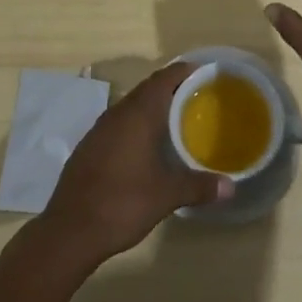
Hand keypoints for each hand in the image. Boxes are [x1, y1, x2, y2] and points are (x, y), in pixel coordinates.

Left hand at [40, 62, 231, 267]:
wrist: (70, 230)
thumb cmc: (122, 203)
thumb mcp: (166, 196)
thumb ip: (199, 186)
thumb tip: (231, 187)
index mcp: (138, 114)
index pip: (164, 78)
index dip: (184, 71)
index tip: (204, 74)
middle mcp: (117, 113)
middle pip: (147, 89)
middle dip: (171, 89)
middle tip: (197, 98)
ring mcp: (99, 129)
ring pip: (131, 107)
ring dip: (152, 108)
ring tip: (176, 120)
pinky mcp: (89, 147)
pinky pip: (118, 124)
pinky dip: (136, 125)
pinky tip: (145, 146)